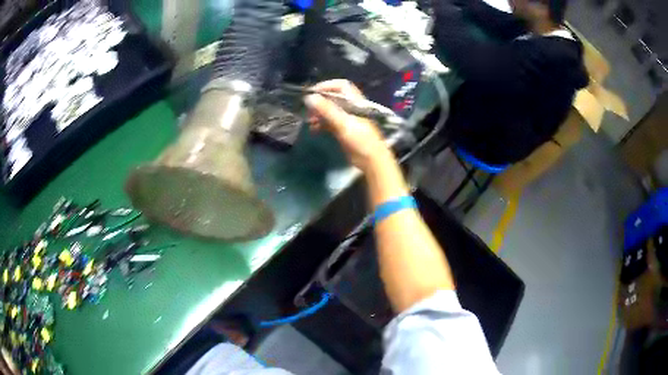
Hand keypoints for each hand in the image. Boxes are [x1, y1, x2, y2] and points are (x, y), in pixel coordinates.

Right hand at [304, 80, 390, 170]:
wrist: (372, 161)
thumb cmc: (360, 140)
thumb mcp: (343, 124)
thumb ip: (327, 110)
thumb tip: (309, 98)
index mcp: (355, 102)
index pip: (341, 85)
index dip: (326, 86)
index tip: (312, 93)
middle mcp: (351, 107)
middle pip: (333, 97)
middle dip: (319, 101)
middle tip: (308, 109)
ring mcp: (347, 119)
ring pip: (330, 110)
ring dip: (318, 113)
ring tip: (309, 120)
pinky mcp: (344, 130)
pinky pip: (329, 122)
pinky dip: (321, 123)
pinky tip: (313, 129)